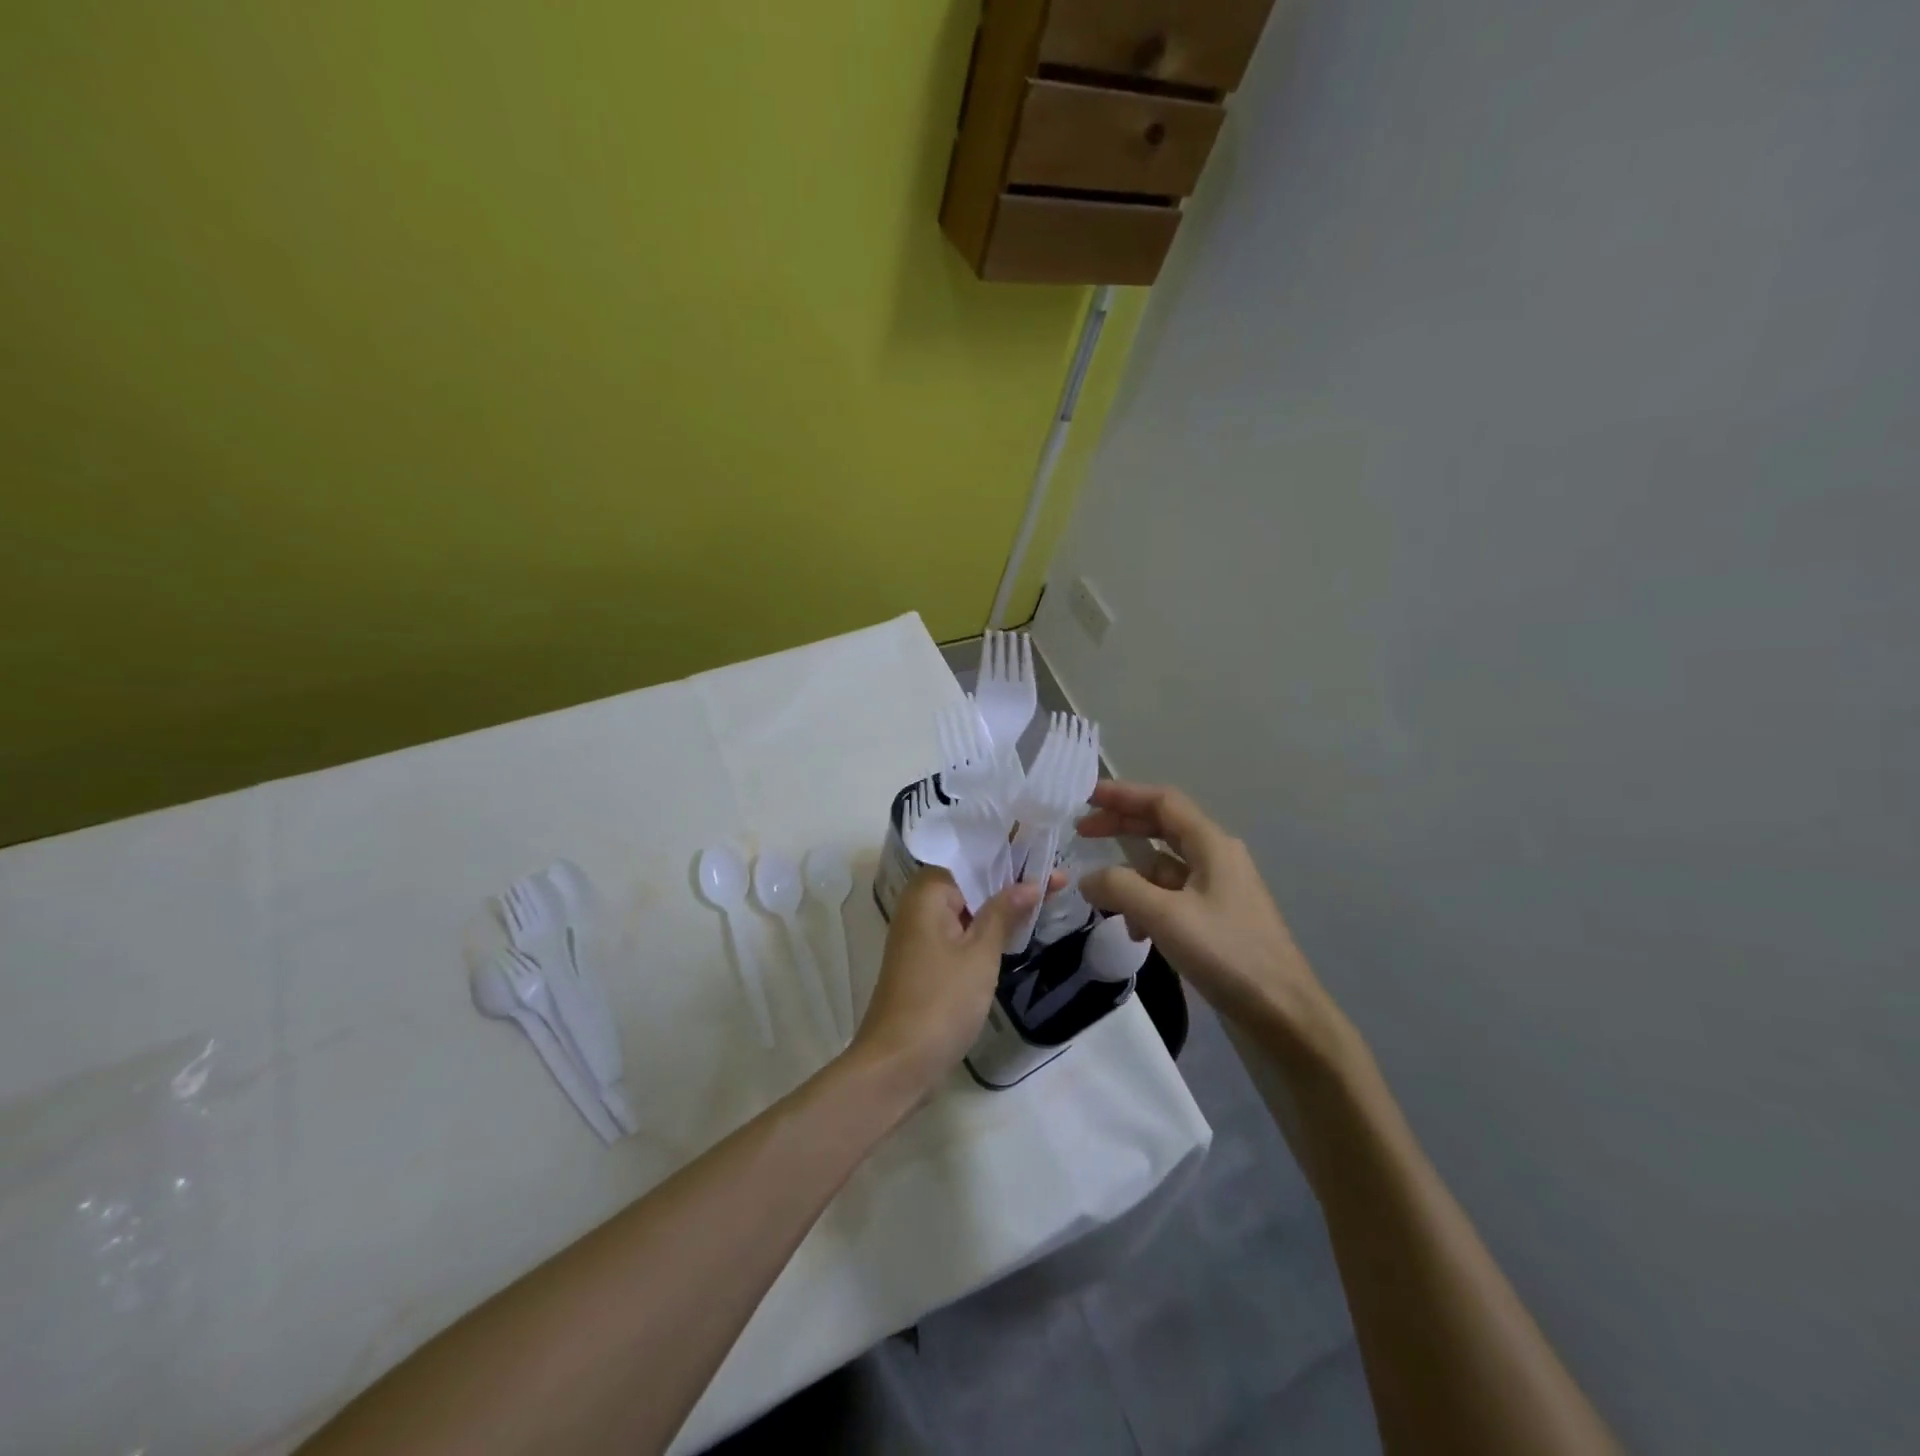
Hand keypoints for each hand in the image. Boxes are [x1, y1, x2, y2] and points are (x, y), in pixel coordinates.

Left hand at [850, 869, 1038, 1093]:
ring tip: (1045, 896)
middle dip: (1009, 880)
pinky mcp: (925, 962)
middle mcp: (918, 907)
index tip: (1047, 854)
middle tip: (1056, 877)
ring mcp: (919, 936)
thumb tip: (1030, 883)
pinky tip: (1014, 931)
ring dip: (999, 906)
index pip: (972, 859)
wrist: (898, 1063)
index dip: (1010, 856)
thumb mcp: (980, 954)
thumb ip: (1004, 913)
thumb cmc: (941, 1001)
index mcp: (927, 893)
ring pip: (966, 909)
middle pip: (969, 882)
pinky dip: (984, 929)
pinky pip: (959, 932)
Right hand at [1077, 781, 1347, 1062]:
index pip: (1162, 801)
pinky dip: (1147, 905)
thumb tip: (1087, 878)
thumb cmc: (1226, 954)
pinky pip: (1171, 896)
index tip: (1085, 798)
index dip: (1123, 794)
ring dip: (1131, 876)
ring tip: (1103, 898)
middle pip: (1161, 828)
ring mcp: (1217, 889)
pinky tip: (1136, 933)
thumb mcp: (1165, 916)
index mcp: (1211, 845)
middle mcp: (1216, 858)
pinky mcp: (1215, 918)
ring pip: (1163, 866)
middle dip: (1121, 828)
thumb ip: (1120, 888)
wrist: (1281, 1013)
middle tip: (1081, 834)